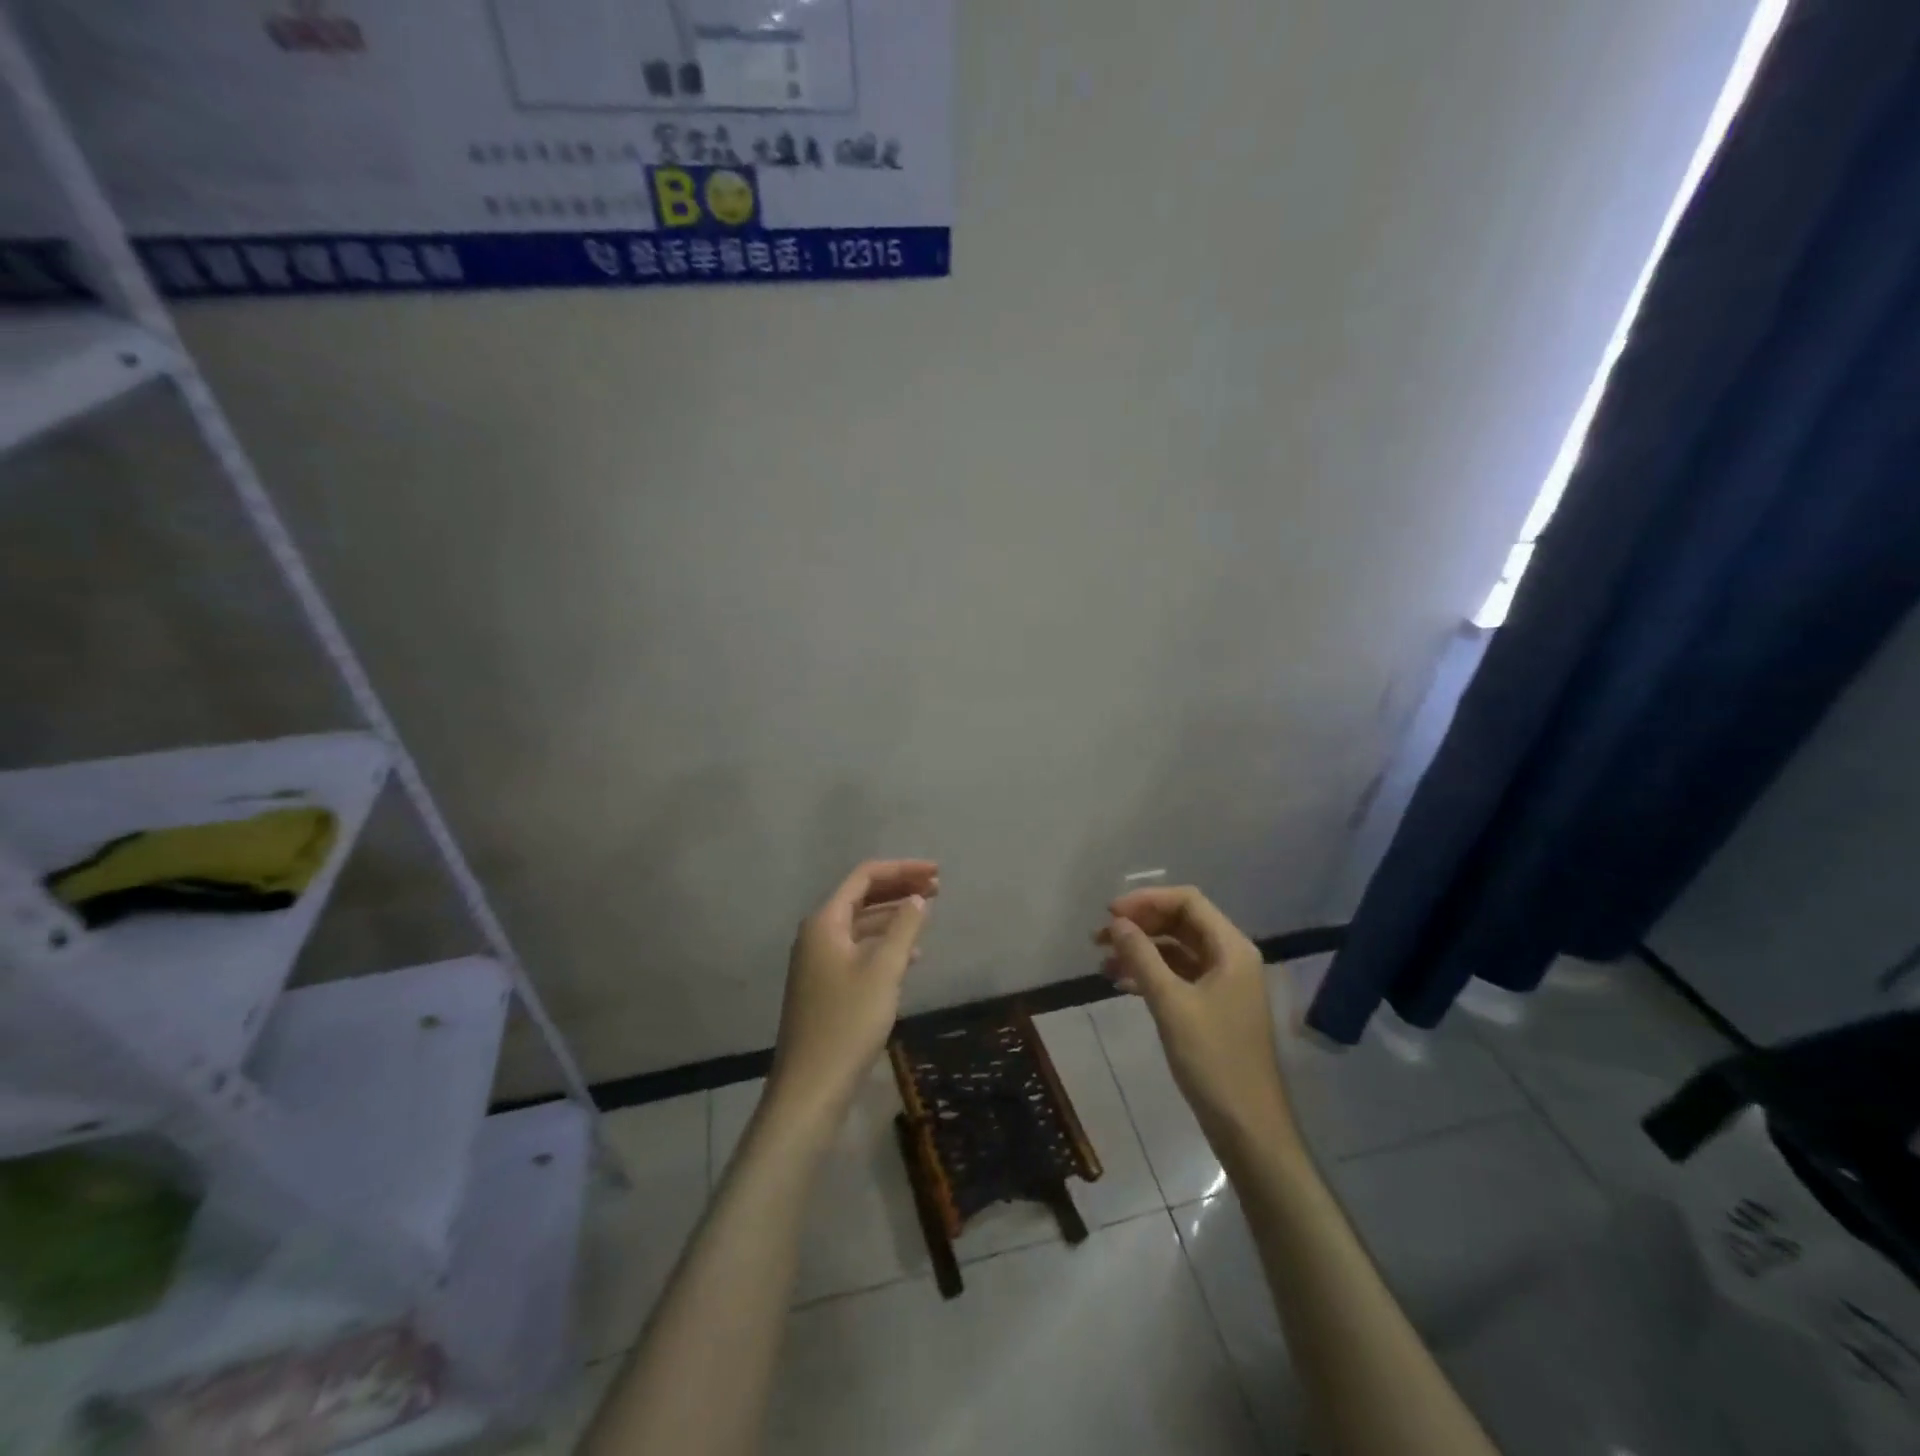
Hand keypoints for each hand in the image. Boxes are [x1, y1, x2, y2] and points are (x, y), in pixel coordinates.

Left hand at [767, 859, 938, 1125]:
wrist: (811, 1086)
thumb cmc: (848, 1022)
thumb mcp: (884, 970)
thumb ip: (904, 927)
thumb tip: (917, 898)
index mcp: (825, 922)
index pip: (864, 877)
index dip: (902, 869)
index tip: (936, 872)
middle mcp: (817, 934)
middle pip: (861, 897)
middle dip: (899, 888)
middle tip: (937, 887)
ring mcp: (818, 961)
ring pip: (861, 924)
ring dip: (893, 915)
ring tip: (927, 914)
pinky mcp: (825, 986)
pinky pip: (858, 949)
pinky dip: (884, 944)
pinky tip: (910, 955)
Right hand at [1095, 886, 1297, 1150]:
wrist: (1247, 1126)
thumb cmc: (1212, 1059)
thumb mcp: (1171, 1003)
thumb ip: (1142, 957)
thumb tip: (1116, 923)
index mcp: (1231, 948)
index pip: (1187, 901)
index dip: (1147, 900)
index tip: (1110, 914)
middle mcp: (1230, 958)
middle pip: (1181, 922)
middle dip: (1140, 925)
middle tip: (1100, 938)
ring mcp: (1223, 983)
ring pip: (1176, 950)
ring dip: (1141, 950)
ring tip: (1103, 962)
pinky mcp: (1214, 1007)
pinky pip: (1178, 975)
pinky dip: (1150, 974)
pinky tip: (1121, 984)